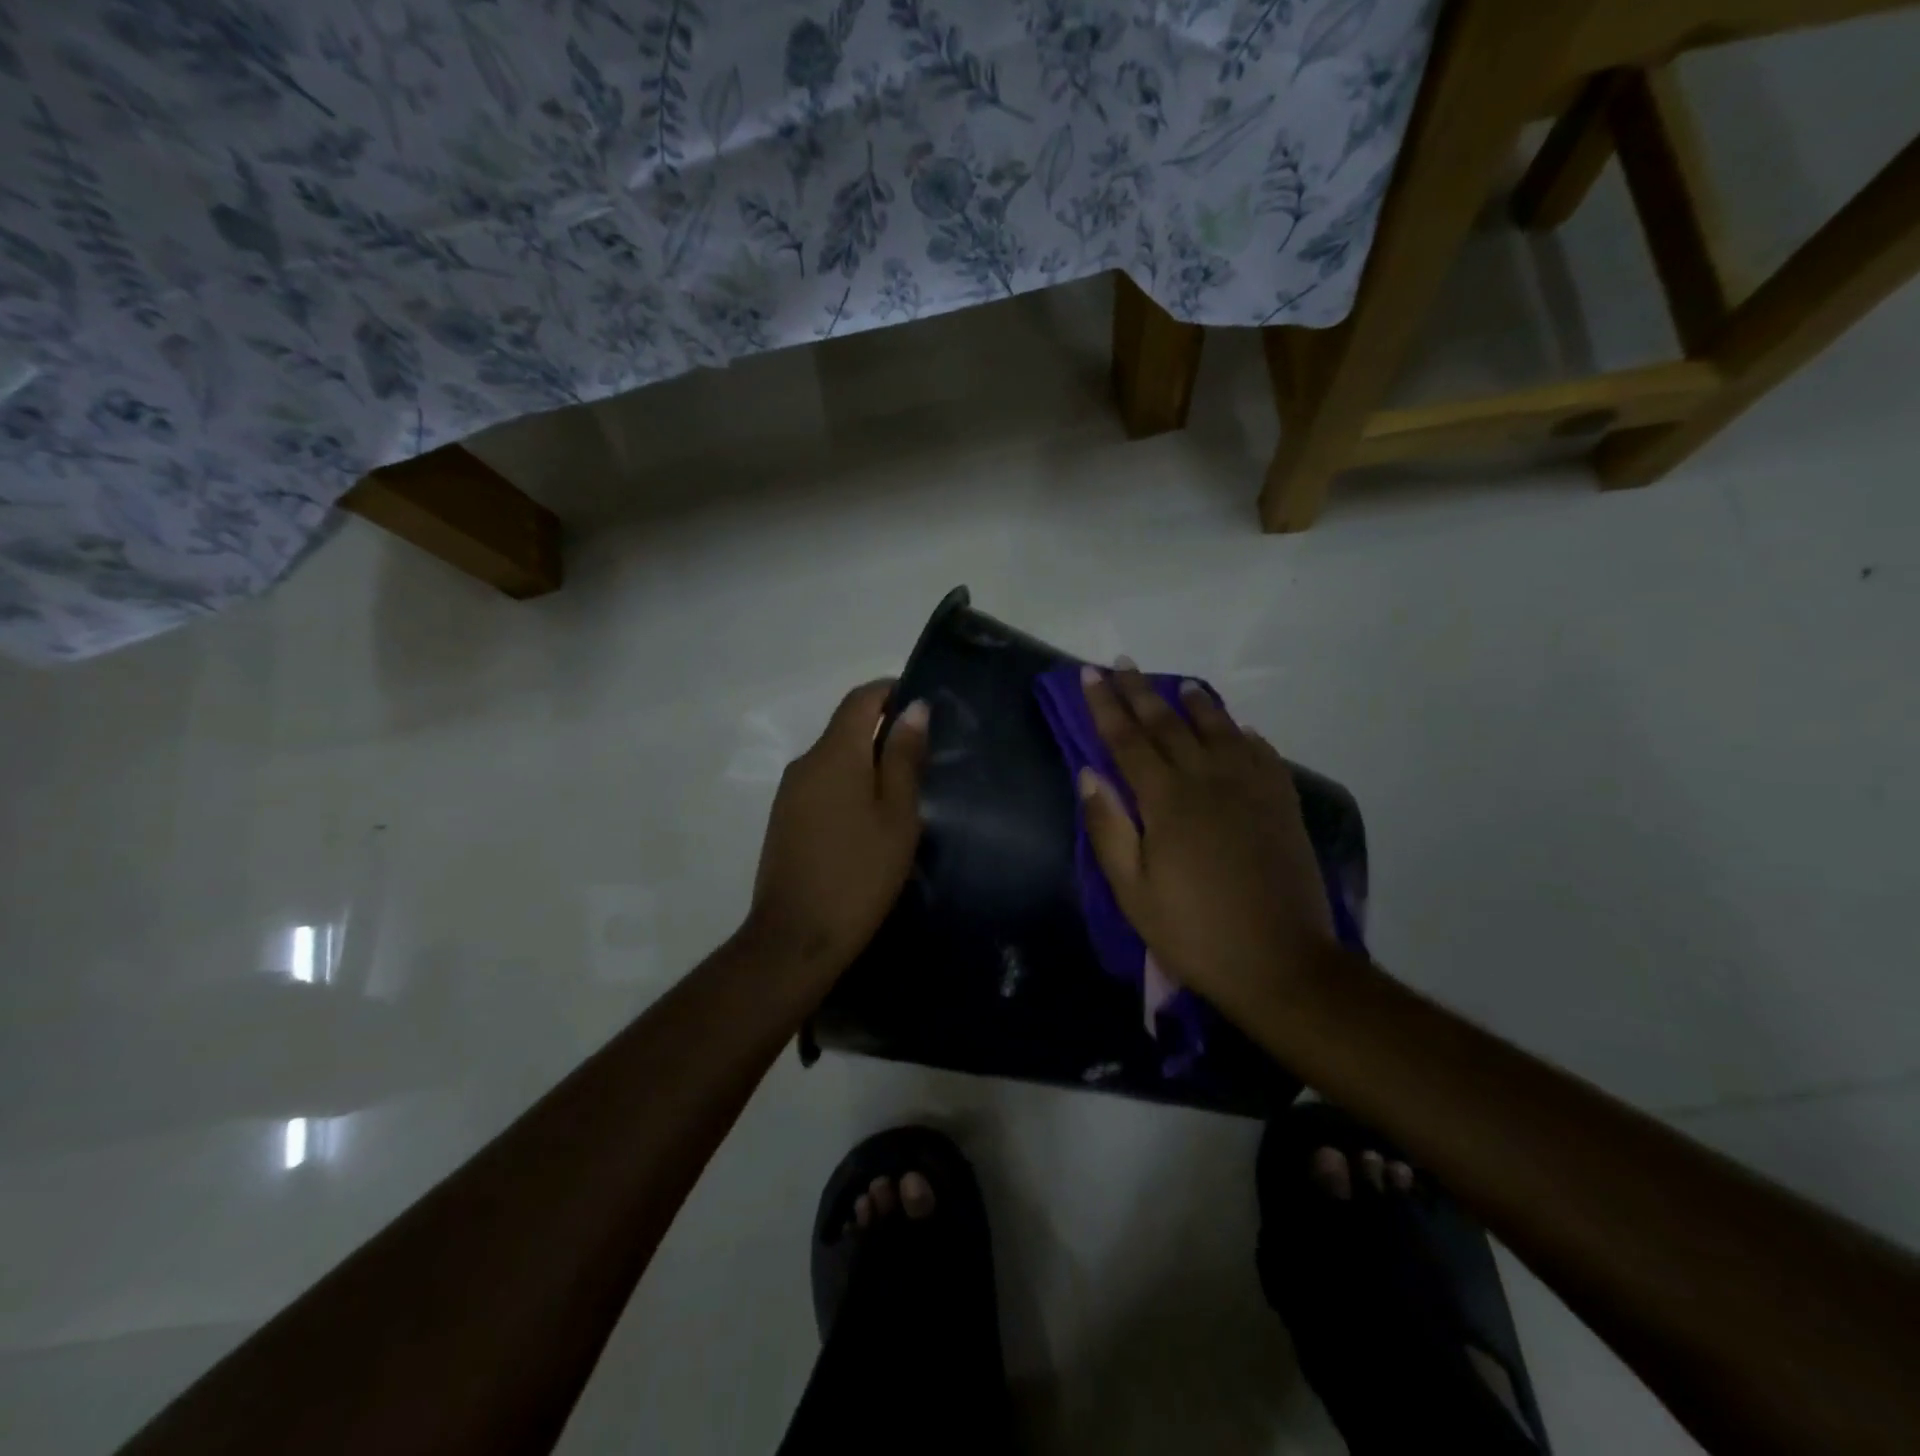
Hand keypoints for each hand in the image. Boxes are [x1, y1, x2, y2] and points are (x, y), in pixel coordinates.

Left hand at [744, 680, 927, 983]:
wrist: (796, 938)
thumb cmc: (859, 873)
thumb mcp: (897, 815)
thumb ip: (903, 758)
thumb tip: (913, 708)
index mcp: (834, 753)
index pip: (861, 699)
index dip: (891, 691)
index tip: (924, 706)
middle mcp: (806, 762)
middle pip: (846, 727)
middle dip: (884, 731)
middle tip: (925, 758)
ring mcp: (790, 793)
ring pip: (835, 758)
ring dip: (868, 762)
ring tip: (905, 792)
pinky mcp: (785, 819)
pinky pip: (823, 784)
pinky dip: (850, 786)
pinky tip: (871, 819)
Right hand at [1078, 663, 1335, 1024]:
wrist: (1281, 962)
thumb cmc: (1193, 931)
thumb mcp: (1132, 891)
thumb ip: (1108, 828)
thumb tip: (1087, 774)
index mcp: (1167, 800)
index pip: (1127, 740)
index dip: (1105, 705)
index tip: (1089, 674)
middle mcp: (1209, 780)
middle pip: (1168, 724)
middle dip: (1140, 692)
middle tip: (1122, 663)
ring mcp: (1251, 788)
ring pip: (1219, 730)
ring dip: (1195, 704)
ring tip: (1180, 684)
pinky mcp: (1282, 804)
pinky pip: (1261, 754)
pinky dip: (1244, 735)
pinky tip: (1238, 729)